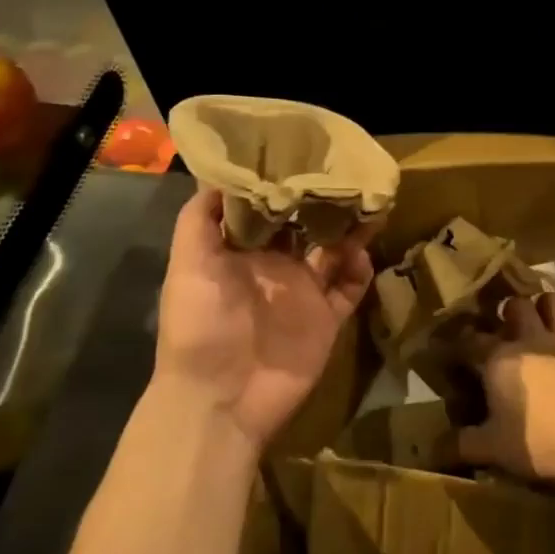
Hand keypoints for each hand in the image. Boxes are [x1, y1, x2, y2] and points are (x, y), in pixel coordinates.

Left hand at [154, 188, 373, 448]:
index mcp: (242, 252)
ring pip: (334, 252)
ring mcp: (303, 293)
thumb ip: (200, 219)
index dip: (283, 183)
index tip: (303, 153)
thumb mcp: (188, 265)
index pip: (267, 208)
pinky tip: (362, 254)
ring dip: (349, 230)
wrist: (220, 400)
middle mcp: (274, 266)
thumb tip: (222, 173)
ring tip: (366, 205)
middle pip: (305, 226)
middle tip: (346, 174)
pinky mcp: (327, 319)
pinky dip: (360, 270)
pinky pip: (351, 289)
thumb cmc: (200, 326)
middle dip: (323, 201)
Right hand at [458, 290, 554, 483]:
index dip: (461, 342)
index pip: (471, 341)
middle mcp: (533, 339)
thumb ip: (463, 444)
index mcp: (500, 359)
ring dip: (551, 307)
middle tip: (510, 324)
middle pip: (519, 306)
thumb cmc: (538, 441)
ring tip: (547, 318)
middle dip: (512, 310)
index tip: (455, 347)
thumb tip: (435, 448)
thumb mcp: (492, 449)